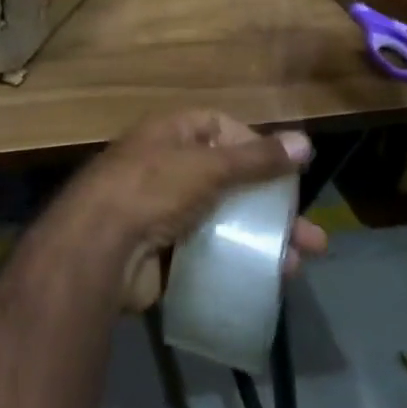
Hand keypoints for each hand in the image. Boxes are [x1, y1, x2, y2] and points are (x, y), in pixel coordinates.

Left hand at [68, 110, 328, 311]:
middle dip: (271, 205)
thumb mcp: (207, 167)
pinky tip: (265, 280)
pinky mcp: (163, 252)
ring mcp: (164, 212)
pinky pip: (208, 252)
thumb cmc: (152, 189)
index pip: (220, 127)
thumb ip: (256, 158)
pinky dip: (235, 262)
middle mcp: (168, 167)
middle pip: (230, 180)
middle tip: (309, 233)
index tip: (285, 169)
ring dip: (261, 239)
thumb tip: (306, 142)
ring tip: (298, 264)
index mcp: (172, 134)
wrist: (97, 249)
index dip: (254, 145)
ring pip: (224, 220)